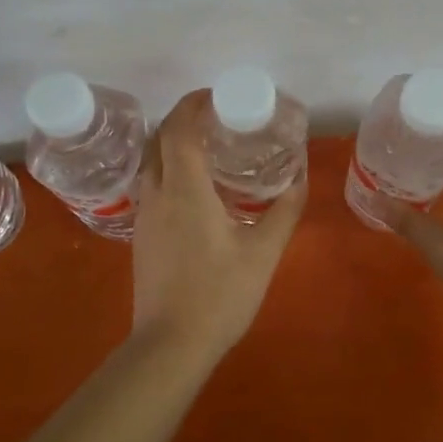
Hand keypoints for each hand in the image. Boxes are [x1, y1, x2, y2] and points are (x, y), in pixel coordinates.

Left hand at [129, 89, 306, 363]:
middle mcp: (157, 193)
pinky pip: (150, 182)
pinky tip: (194, 185)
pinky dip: (167, 166)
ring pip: (149, 160)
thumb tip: (301, 177)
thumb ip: (285, 211)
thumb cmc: (219, 295)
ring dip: (171, 141)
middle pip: (158, 138)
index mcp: (184, 189)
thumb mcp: (263, 252)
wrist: (170, 346)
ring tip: (206, 144)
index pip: (179, 129)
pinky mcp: (141, 234)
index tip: (216, 95)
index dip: (193, 104)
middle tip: (215, 115)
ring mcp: (144, 214)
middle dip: (182, 117)